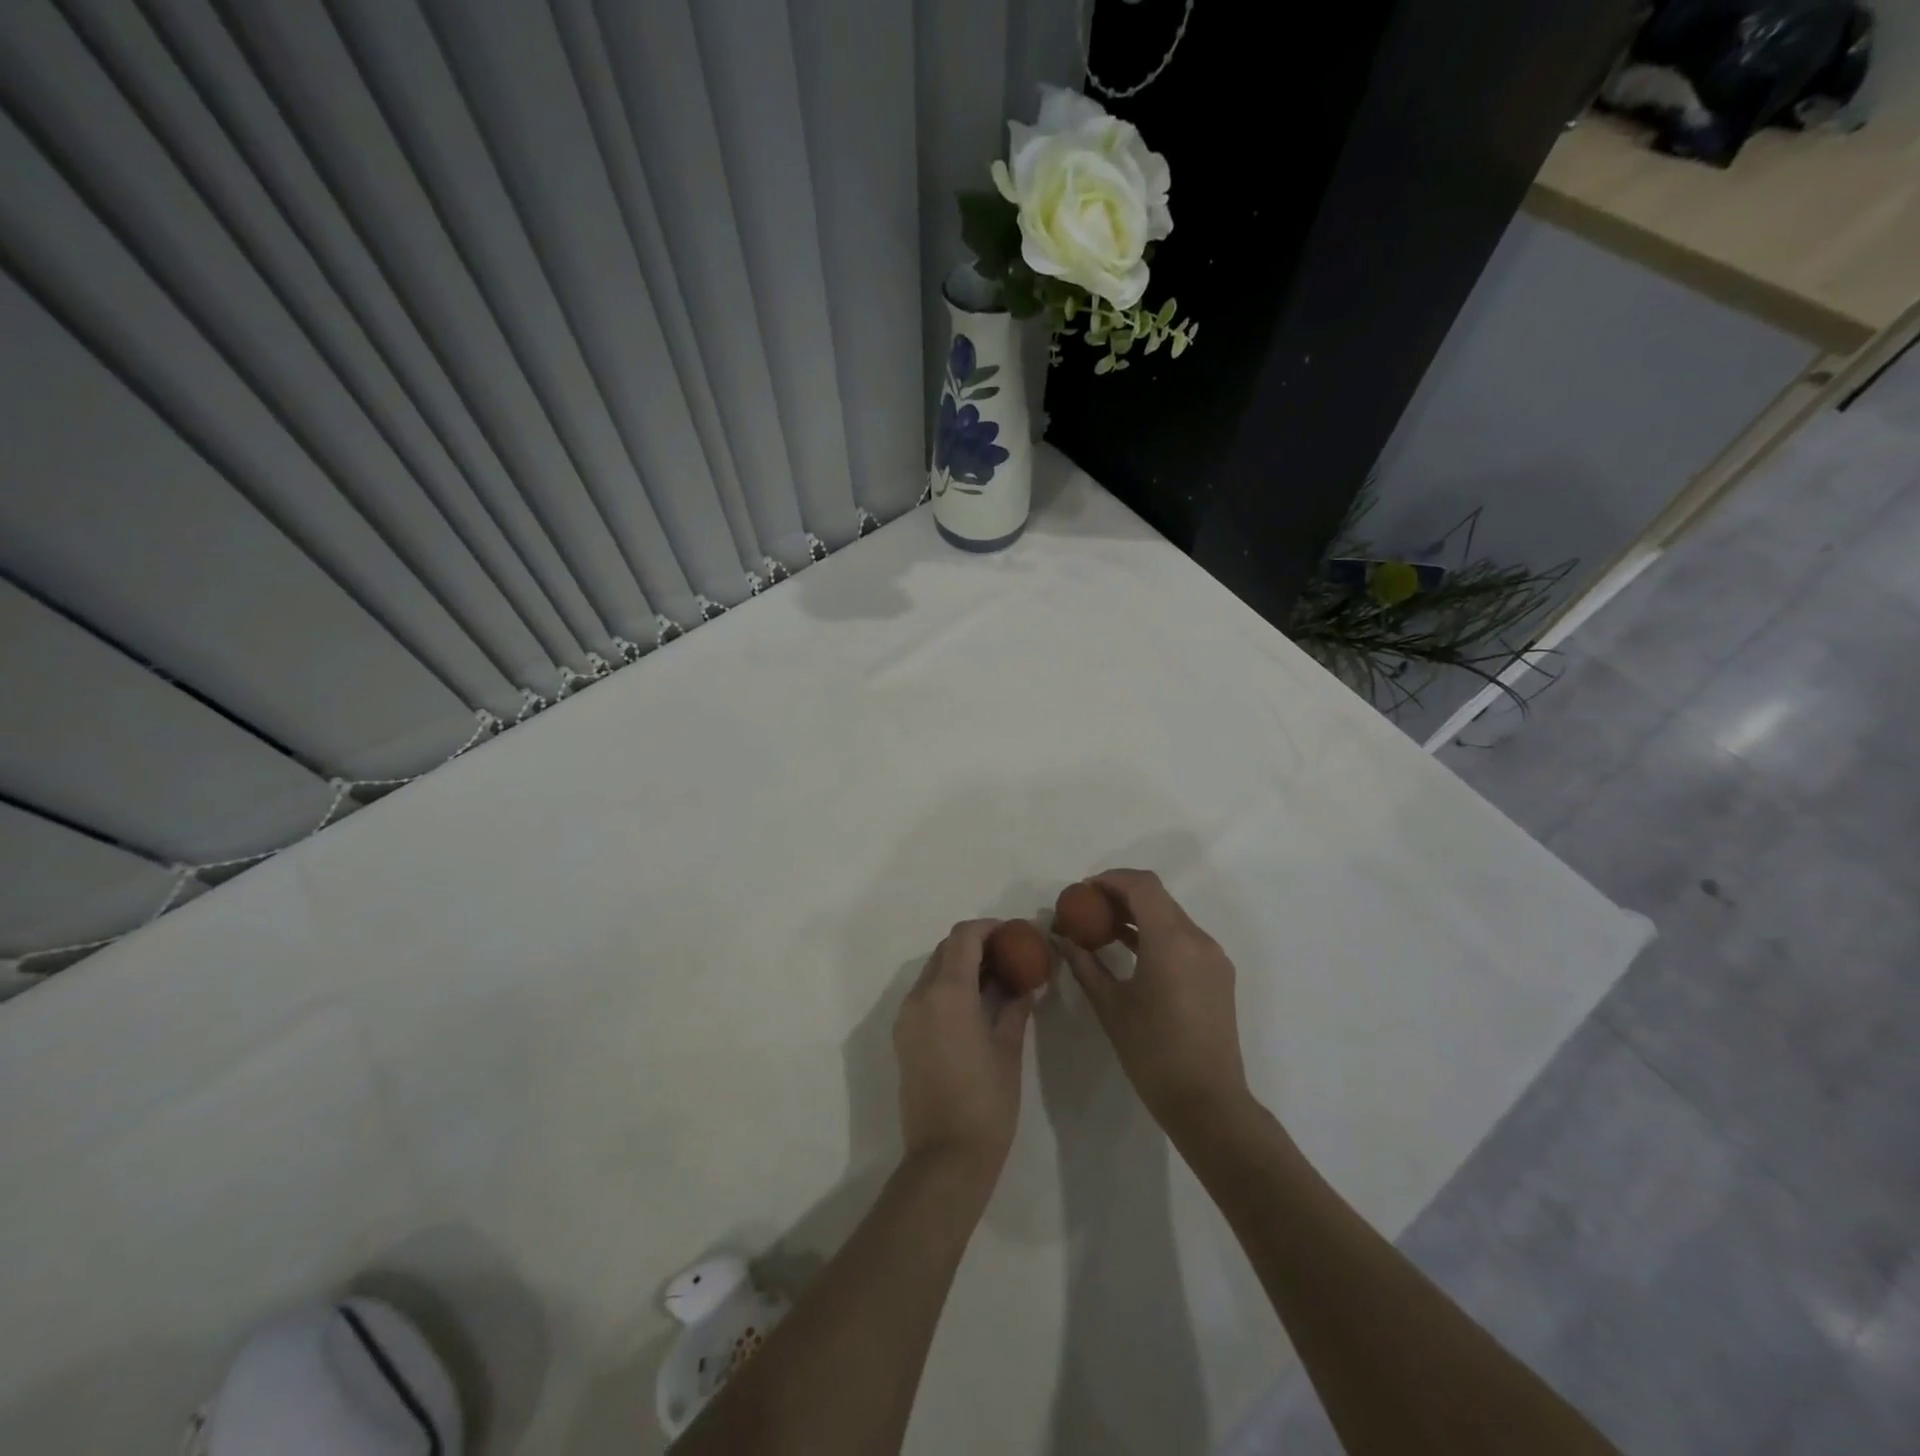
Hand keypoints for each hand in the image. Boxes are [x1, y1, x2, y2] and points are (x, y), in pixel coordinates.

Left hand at [893, 920, 1034, 1186]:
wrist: (945, 1157)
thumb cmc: (986, 1101)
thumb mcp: (1008, 1048)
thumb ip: (1016, 1005)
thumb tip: (1027, 982)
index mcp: (947, 993)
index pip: (964, 937)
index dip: (989, 928)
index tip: (1014, 934)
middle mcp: (919, 996)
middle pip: (946, 950)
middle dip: (976, 945)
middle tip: (1009, 956)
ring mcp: (906, 1017)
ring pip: (933, 972)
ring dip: (961, 966)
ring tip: (996, 982)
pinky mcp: (903, 1036)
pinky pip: (925, 995)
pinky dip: (948, 988)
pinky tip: (975, 1006)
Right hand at [1056, 869, 1249, 1129]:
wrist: (1208, 1102)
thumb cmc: (1152, 1052)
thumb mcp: (1110, 1005)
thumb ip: (1085, 965)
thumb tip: (1062, 939)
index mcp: (1172, 940)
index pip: (1142, 885)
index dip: (1111, 879)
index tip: (1083, 891)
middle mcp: (1197, 939)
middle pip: (1157, 897)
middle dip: (1121, 895)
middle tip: (1088, 908)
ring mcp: (1212, 957)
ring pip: (1171, 916)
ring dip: (1139, 914)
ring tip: (1104, 929)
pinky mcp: (1218, 975)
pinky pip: (1183, 938)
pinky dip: (1156, 933)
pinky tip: (1131, 951)